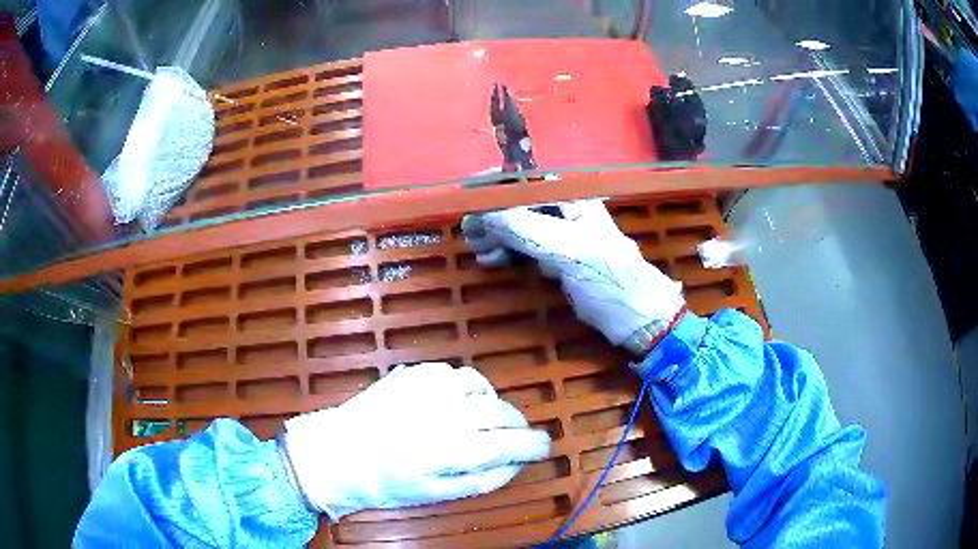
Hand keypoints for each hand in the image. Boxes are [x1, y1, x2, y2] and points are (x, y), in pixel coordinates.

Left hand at [281, 363, 550, 519]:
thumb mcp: (439, 494)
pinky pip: (454, 373)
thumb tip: (517, 463)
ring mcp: (430, 385)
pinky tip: (453, 403)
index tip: (543, 448)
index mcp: (455, 447)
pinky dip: (465, 388)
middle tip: (513, 438)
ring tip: (482, 420)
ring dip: (491, 403)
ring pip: (481, 385)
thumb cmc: (387, 483)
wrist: (337, 452)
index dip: (535, 445)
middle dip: (516, 426)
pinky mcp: (414, 371)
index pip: (513, 442)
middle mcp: (448, 410)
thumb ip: (485, 479)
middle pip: (502, 412)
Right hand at [461, 200, 685, 355]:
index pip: (530, 183)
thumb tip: (486, 212)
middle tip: (467, 230)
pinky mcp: (560, 260)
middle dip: (493, 215)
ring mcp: (563, 238)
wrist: (638, 320)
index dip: (499, 187)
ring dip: (496, 235)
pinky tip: (491, 260)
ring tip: (476, 248)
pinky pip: (526, 249)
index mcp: (575, 202)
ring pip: (521, 227)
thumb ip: (528, 230)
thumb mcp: (570, 253)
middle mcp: (567, 214)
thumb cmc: (611, 281)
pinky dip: (507, 252)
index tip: (470, 196)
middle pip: (521, 205)